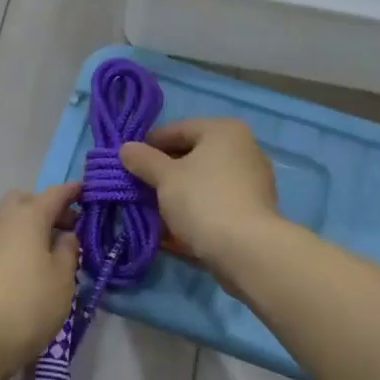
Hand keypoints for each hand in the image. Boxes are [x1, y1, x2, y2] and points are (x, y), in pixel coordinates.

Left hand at [0, 184, 80, 376]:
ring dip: (31, 228)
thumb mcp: (62, 278)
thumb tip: (65, 235)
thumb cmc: (27, 303)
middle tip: (68, 229)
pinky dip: (18, 244)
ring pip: (11, 221)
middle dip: (47, 208)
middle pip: (26, 201)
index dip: (73, 192)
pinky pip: (2, 241)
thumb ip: (68, 250)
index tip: (88, 192)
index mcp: (28, 215)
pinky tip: (31, 269)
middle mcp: (3, 220)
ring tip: (52, 254)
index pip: (55, 193)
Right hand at [119, 119, 278, 271]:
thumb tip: (126, 149)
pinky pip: (215, 204)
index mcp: (224, 131)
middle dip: (163, 173)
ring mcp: (252, 182)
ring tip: (151, 211)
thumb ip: (143, 160)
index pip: (177, 129)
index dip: (149, 145)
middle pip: (192, 156)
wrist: (247, 250)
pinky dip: (194, 212)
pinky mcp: (253, 211)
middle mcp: (243, 149)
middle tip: (137, 187)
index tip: (128, 162)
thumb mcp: (165, 177)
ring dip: (177, 195)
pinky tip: (172, 230)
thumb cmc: (203, 200)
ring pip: (203, 183)